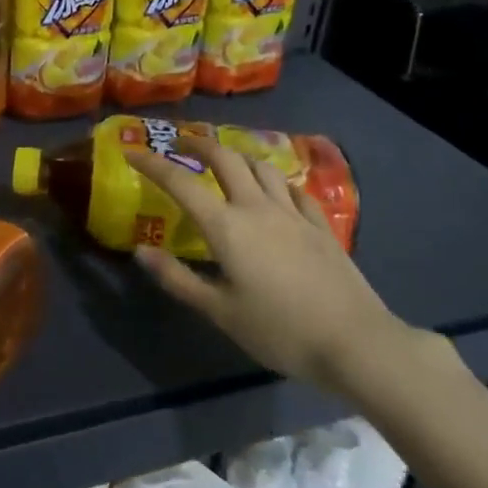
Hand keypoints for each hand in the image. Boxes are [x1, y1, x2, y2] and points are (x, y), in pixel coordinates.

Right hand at [126, 133, 407, 390]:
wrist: (355, 342)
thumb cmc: (278, 331)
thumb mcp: (219, 312)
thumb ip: (177, 278)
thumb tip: (140, 252)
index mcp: (226, 227)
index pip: (180, 183)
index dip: (152, 164)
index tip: (132, 152)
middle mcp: (257, 208)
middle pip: (226, 159)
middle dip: (199, 144)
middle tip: (180, 144)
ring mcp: (293, 213)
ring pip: (262, 167)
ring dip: (238, 157)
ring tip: (226, 163)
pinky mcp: (321, 225)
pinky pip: (294, 189)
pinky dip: (275, 182)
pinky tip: (275, 192)